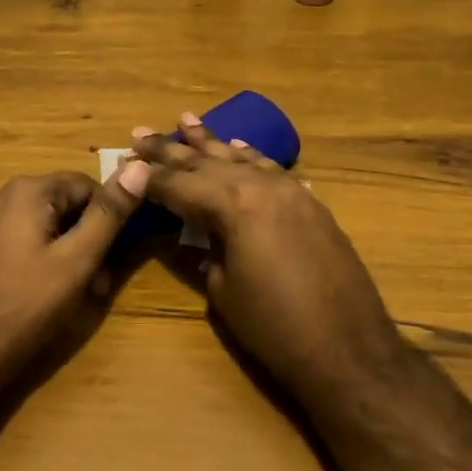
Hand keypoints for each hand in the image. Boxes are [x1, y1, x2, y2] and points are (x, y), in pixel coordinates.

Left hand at [0, 164, 149, 388]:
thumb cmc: (26, 305)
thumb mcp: (77, 260)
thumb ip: (109, 213)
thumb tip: (139, 166)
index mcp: (25, 191)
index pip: (84, 185)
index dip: (107, 218)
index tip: (113, 256)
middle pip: (57, 204)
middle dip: (82, 238)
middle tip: (96, 282)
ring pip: (34, 224)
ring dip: (59, 250)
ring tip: (68, 293)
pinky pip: (9, 240)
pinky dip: (30, 257)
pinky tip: (32, 292)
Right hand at [132, 115, 402, 399]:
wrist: (348, 351)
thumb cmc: (274, 327)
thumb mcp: (222, 291)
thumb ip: (204, 250)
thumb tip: (194, 232)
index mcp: (233, 205)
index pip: (179, 184)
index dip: (148, 176)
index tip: (123, 161)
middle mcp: (262, 186)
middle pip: (207, 163)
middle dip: (171, 149)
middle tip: (140, 132)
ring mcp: (292, 192)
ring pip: (242, 158)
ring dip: (212, 142)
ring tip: (186, 120)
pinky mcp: (312, 205)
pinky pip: (274, 170)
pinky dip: (252, 157)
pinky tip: (239, 147)